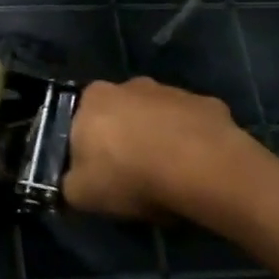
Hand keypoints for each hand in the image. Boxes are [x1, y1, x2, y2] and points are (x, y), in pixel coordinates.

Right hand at [63, 78, 272, 228]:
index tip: (98, 174)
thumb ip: (70, 182)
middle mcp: (129, 85)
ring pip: (158, 117)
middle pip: (120, 114)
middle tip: (132, 176)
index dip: (88, 148)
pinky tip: (197, 171)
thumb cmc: (130, 174)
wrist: (201, 168)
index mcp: (93, 98)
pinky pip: (192, 126)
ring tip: (169, 177)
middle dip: (124, 139)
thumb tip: (73, 182)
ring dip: (159, 139)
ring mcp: (172, 91)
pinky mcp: (209, 104)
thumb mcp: (81, 193)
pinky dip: (192, 143)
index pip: (81, 120)